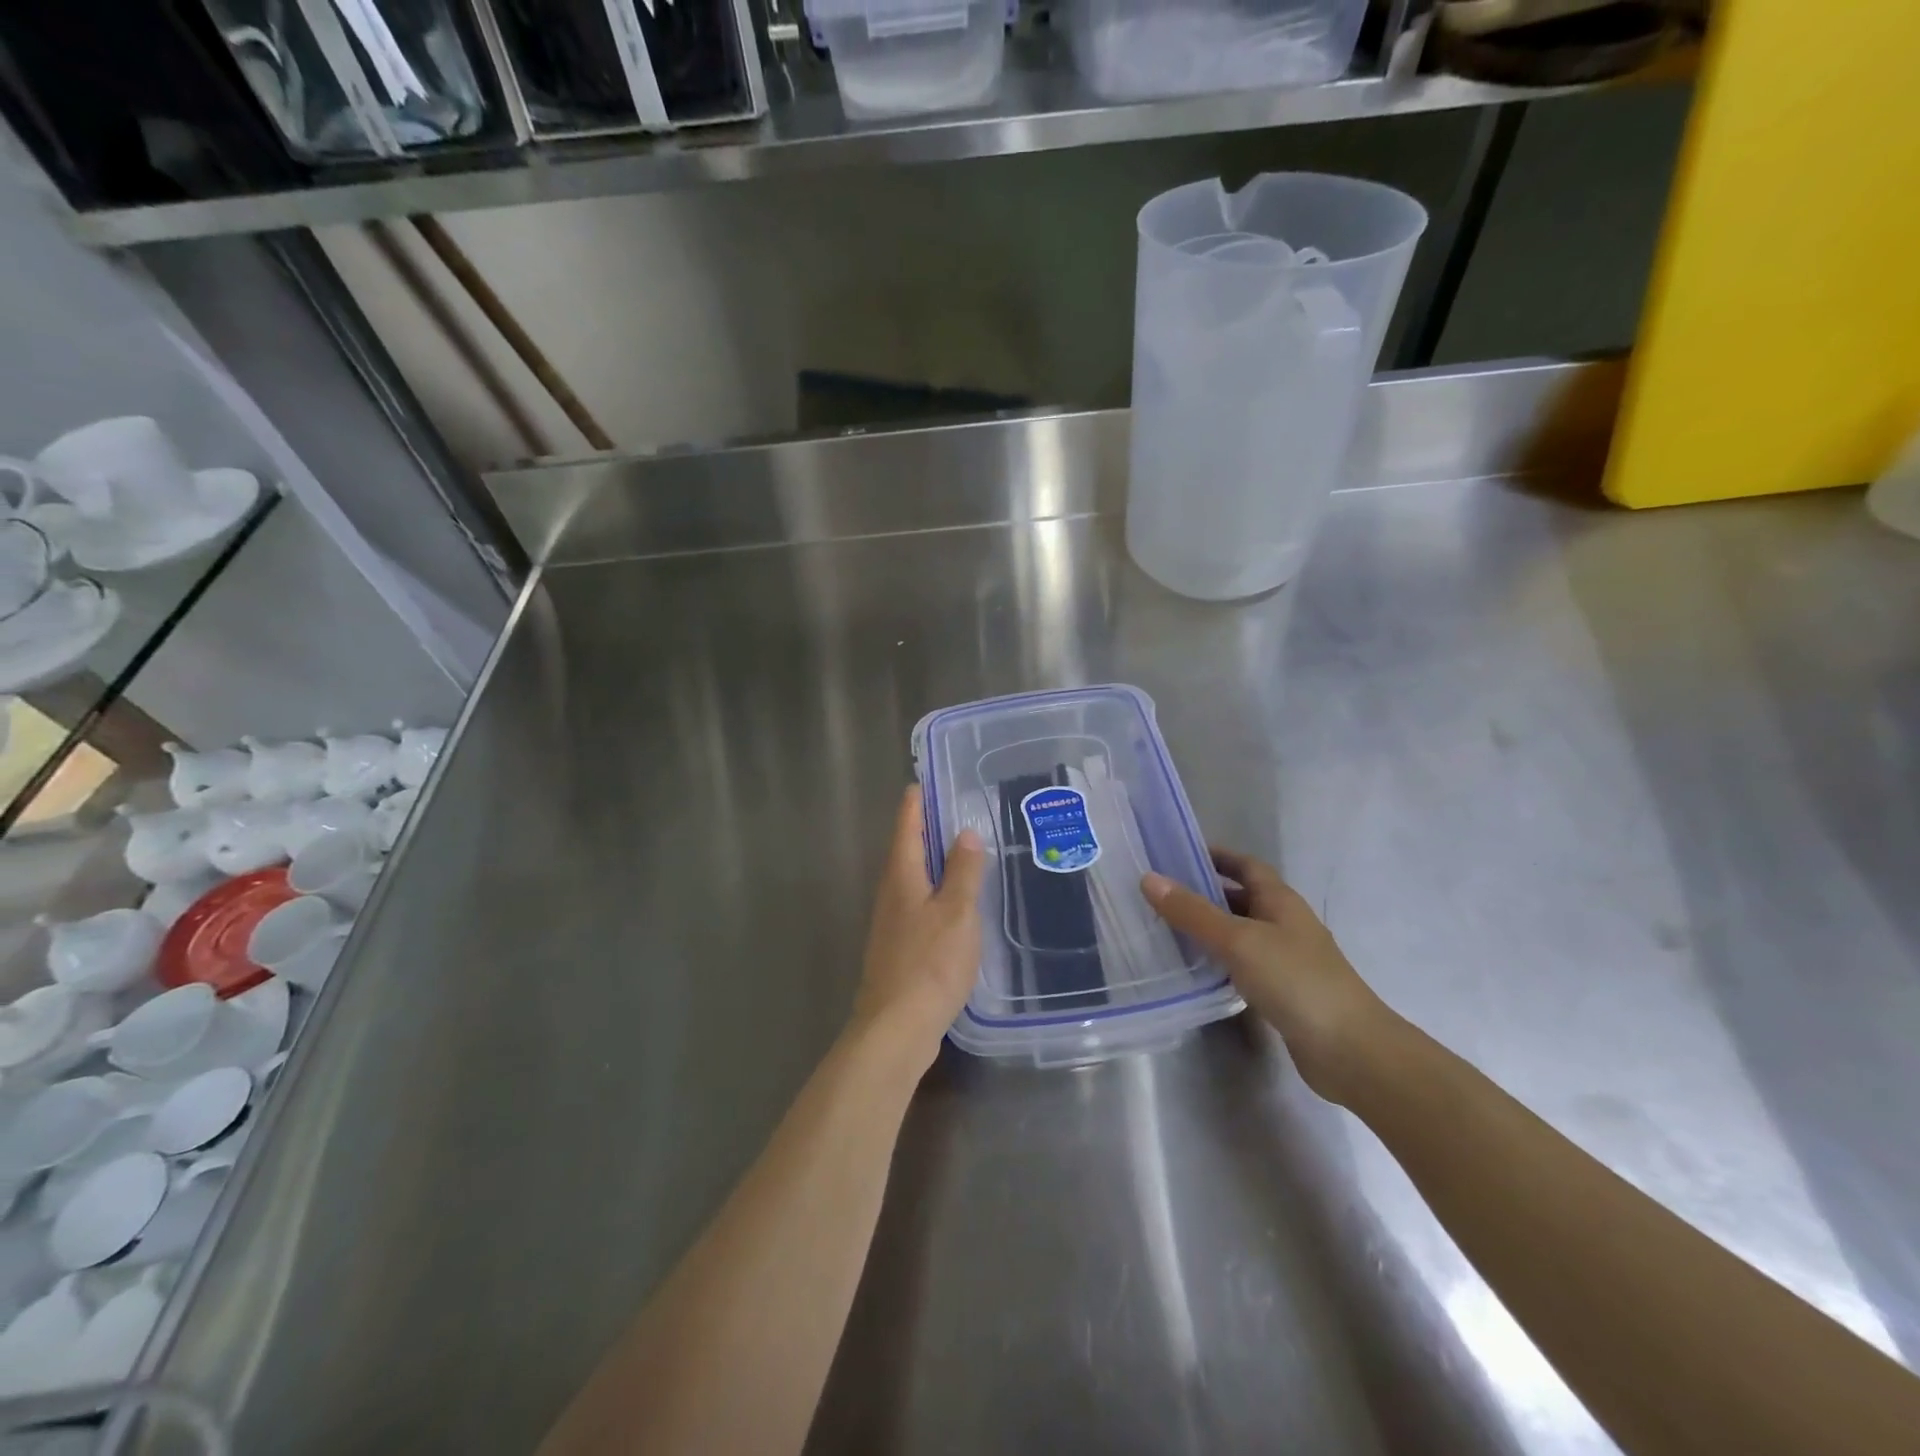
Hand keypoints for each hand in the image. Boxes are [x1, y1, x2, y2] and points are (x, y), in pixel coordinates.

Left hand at [850, 788, 987, 1077]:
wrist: (896, 1027)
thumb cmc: (929, 963)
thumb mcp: (956, 912)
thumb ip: (963, 871)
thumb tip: (965, 832)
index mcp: (902, 875)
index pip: (907, 824)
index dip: (918, 800)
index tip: (929, 779)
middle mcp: (891, 892)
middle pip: (907, 849)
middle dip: (928, 827)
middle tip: (958, 809)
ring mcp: (892, 922)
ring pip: (914, 878)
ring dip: (935, 862)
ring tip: (964, 851)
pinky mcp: (900, 947)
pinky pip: (920, 905)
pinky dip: (937, 892)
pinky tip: (957, 903)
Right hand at [1142, 850, 1395, 1104]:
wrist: (1350, 1051)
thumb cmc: (1295, 981)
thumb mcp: (1238, 940)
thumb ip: (1193, 912)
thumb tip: (1149, 879)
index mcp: (1280, 901)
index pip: (1246, 865)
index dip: (1217, 856)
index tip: (1178, 854)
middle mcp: (1286, 924)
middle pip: (1243, 898)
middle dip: (1206, 892)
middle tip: (1162, 894)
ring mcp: (1287, 960)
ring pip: (1242, 933)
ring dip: (1211, 929)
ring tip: (1167, 929)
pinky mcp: (1283, 993)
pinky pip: (1244, 965)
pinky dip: (1220, 961)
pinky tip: (1196, 971)